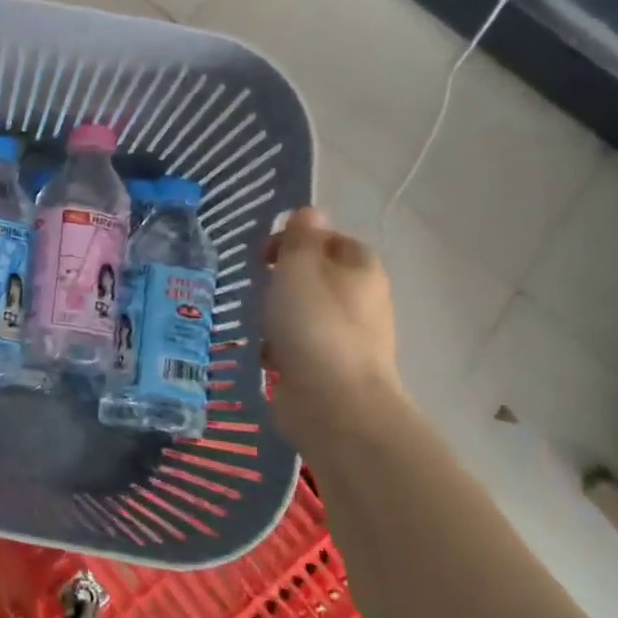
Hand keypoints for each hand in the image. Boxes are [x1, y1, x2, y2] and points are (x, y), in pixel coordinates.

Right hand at [260, 207, 402, 434]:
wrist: (334, 406)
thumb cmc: (314, 326)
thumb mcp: (299, 270)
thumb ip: (300, 239)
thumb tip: (310, 211)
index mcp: (361, 270)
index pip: (331, 240)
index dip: (297, 240)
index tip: (264, 253)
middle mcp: (360, 301)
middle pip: (315, 277)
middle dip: (283, 281)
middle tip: (258, 286)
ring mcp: (346, 338)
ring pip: (303, 313)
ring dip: (277, 316)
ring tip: (256, 323)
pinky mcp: (329, 370)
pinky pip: (298, 346)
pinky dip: (280, 348)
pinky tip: (264, 356)